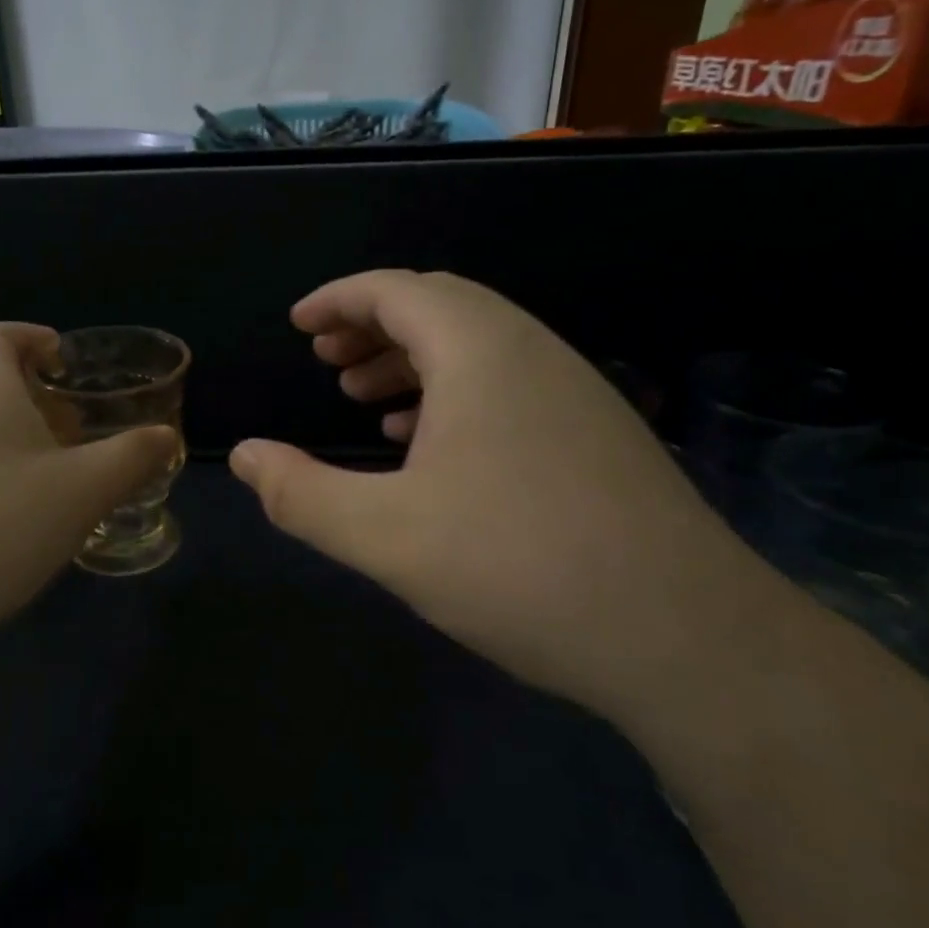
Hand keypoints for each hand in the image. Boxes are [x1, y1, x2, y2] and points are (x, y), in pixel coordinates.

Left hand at [0, 323, 176, 637]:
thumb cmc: (5, 520)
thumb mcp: (87, 486)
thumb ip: (134, 455)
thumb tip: (167, 437)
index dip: (33, 337)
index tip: (67, 364)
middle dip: (30, 383)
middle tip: (69, 411)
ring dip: (21, 425)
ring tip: (66, 458)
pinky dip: (7, 460)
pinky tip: (40, 501)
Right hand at [228, 270, 770, 715]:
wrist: (686, 637)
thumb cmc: (517, 568)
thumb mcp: (384, 535)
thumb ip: (299, 493)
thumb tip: (242, 456)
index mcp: (479, 351)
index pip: (396, 290)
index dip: (339, 299)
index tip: (298, 325)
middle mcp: (532, 351)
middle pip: (439, 307)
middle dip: (373, 327)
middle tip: (327, 362)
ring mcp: (574, 390)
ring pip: (477, 347)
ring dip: (414, 361)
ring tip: (365, 403)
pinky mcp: (596, 434)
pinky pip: (510, 385)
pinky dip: (455, 395)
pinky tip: (431, 449)